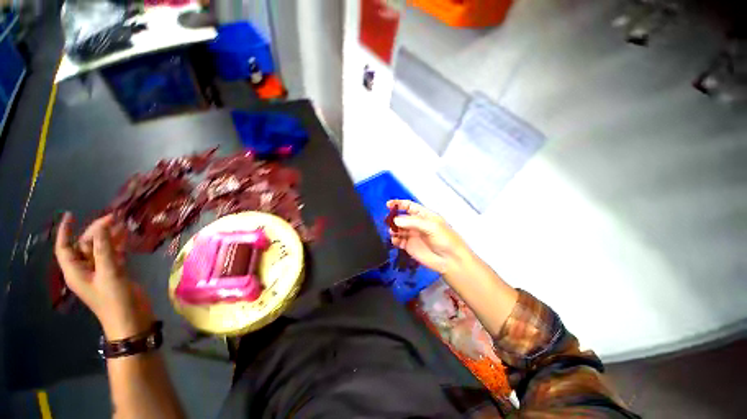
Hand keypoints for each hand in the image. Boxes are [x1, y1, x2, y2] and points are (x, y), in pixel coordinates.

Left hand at [55, 213, 154, 339]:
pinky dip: (118, 246)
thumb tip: (101, 226)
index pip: (64, 247)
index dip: (66, 231)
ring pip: (100, 249)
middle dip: (97, 231)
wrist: (131, 318)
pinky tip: (126, 238)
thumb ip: (104, 250)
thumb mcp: (110, 274)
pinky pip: (112, 255)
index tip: (71, 215)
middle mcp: (85, 269)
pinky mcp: (114, 273)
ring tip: (123, 224)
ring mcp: (100, 272)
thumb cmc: (115, 299)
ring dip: (109, 237)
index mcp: (75, 271)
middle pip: (86, 245)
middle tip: (114, 219)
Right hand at [387, 200, 472, 274]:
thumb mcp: (431, 226)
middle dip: (394, 218)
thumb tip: (395, 220)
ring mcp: (412, 235)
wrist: (450, 261)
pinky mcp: (409, 246)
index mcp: (423, 215)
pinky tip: (396, 241)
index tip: (388, 205)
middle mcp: (416, 224)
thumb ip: (412, 222)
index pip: (409, 206)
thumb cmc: (445, 239)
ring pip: (398, 229)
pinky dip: (394, 239)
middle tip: (389, 222)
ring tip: (393, 232)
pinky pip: (398, 240)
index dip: (399, 204)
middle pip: (401, 218)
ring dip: (393, 229)